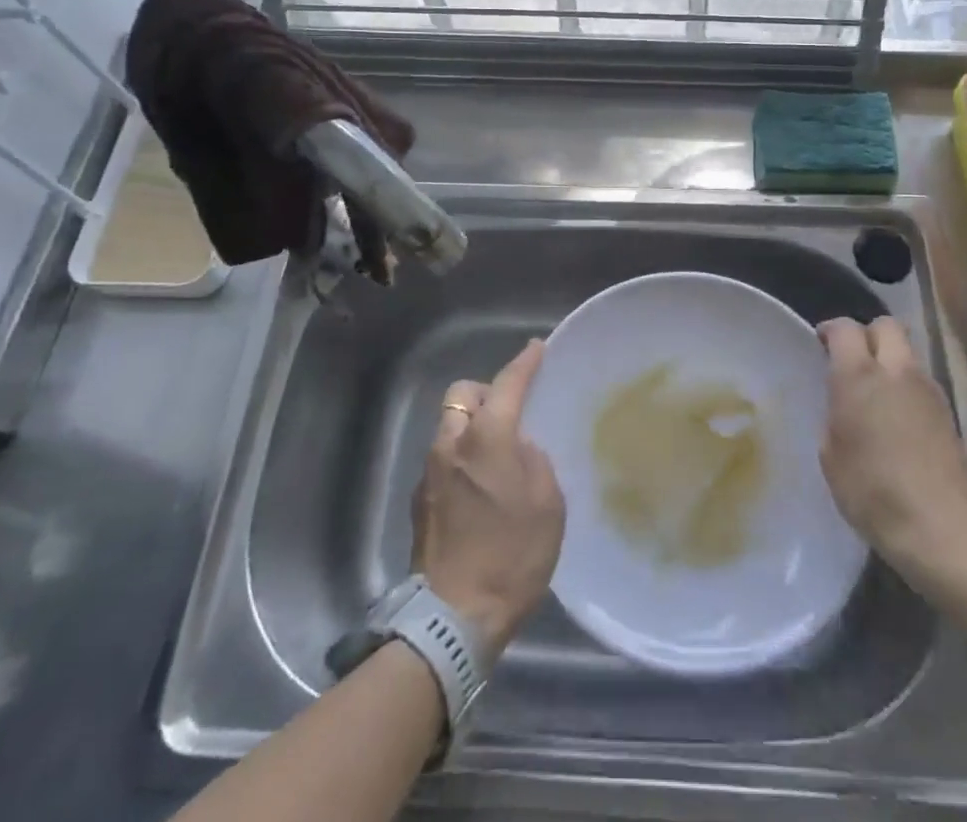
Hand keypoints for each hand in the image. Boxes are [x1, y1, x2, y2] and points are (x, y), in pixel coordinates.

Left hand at [410, 339, 565, 656]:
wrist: (454, 618)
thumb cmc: (513, 555)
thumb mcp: (548, 504)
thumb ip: (534, 460)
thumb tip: (519, 448)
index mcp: (487, 437)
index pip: (507, 384)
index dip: (524, 363)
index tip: (537, 348)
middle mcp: (451, 443)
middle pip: (462, 394)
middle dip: (485, 393)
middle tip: (509, 414)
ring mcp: (429, 471)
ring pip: (448, 426)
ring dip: (470, 427)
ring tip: (495, 456)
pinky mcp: (418, 500)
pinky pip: (441, 458)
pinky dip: (459, 458)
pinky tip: (477, 489)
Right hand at [818, 317, 966, 594]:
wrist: (940, 527)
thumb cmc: (871, 490)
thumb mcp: (831, 453)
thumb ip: (835, 414)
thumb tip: (844, 404)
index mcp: (859, 375)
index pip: (845, 328)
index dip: (830, 330)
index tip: (821, 344)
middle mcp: (896, 371)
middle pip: (886, 326)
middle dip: (867, 334)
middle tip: (852, 360)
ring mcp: (928, 391)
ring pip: (908, 353)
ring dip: (890, 361)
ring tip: (875, 392)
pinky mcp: (948, 414)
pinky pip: (921, 382)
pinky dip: (906, 388)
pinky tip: (897, 418)